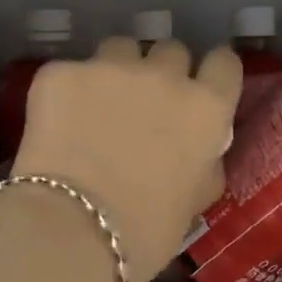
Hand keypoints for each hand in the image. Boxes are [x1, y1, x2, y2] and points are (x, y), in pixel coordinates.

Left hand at [14, 38, 241, 281]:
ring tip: (97, 105)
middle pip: (171, 51)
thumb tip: (200, 150)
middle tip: (145, 105)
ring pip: (120, 48)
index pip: (224, 63)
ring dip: (116, 70)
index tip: (201, 87)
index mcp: (205, 108)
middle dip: (162, 71)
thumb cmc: (144, 232)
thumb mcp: (194, 201)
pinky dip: (66, 92)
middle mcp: (164, 74)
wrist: (70, 231)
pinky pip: (70, 71)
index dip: (212, 74)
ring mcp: (110, 67)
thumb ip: (204, 162)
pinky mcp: (62, 72)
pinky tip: (57, 125)